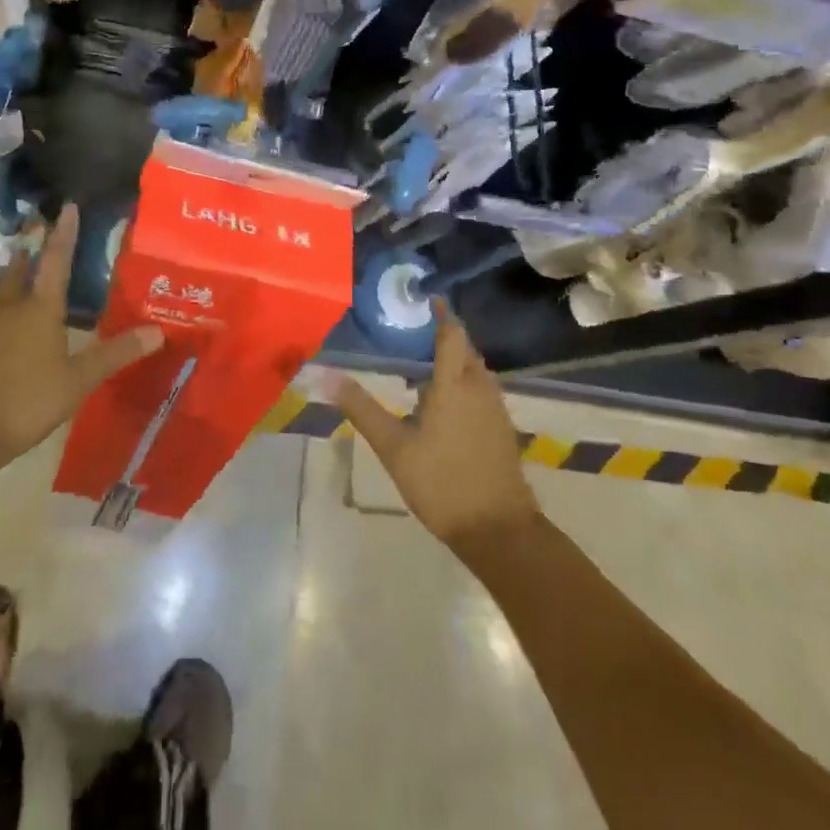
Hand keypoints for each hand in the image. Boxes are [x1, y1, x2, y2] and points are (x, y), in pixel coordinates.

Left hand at [0, 204, 163, 479]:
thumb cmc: (28, 401)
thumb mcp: (79, 381)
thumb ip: (116, 353)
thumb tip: (158, 331)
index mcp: (40, 309)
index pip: (56, 261)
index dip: (64, 233)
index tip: (67, 207)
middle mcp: (7, 305)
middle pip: (19, 268)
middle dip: (30, 249)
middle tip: (35, 232)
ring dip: (2, 273)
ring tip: (7, 267)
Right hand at [329, 305, 538, 547]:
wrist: (498, 530)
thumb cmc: (441, 483)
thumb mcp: (393, 446)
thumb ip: (362, 409)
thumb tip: (327, 376)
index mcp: (454, 385)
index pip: (452, 334)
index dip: (443, 313)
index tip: (429, 298)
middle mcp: (480, 389)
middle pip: (466, 349)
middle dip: (447, 334)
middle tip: (417, 329)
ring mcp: (496, 409)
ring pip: (477, 371)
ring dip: (456, 360)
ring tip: (427, 361)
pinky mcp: (502, 429)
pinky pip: (483, 391)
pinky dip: (465, 382)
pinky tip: (445, 401)